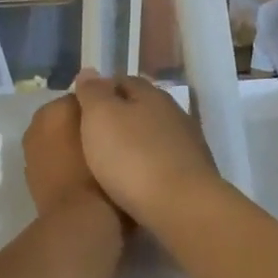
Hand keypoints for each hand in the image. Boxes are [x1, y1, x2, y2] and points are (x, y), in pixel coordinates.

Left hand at [22, 93, 110, 218]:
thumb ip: (109, 111)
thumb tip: (108, 102)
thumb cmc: (101, 174)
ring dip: (74, 143)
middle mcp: (38, 123)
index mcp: (56, 107)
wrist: (79, 221)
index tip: (120, 122)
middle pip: (69, 116)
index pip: (86, 96)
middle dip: (86, 125)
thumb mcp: (113, 134)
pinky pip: (53, 158)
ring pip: (59, 137)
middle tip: (112, 140)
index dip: (104, 108)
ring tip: (101, 159)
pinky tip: (83, 175)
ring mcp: (31, 150)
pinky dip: (63, 161)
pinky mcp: (30, 174)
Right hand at [71, 72, 220, 227]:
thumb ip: (93, 92)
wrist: (181, 207)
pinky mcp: (195, 174)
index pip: (123, 81)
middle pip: (141, 107)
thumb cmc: (132, 156)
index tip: (82, 108)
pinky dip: (149, 165)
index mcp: (150, 94)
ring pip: (154, 135)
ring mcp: (188, 144)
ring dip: (136, 143)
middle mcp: (173, 112)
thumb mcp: (100, 117)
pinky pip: (164, 161)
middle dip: (120, 117)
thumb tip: (89, 71)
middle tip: (94, 136)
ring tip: (111, 161)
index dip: (101, 91)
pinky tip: (136, 180)